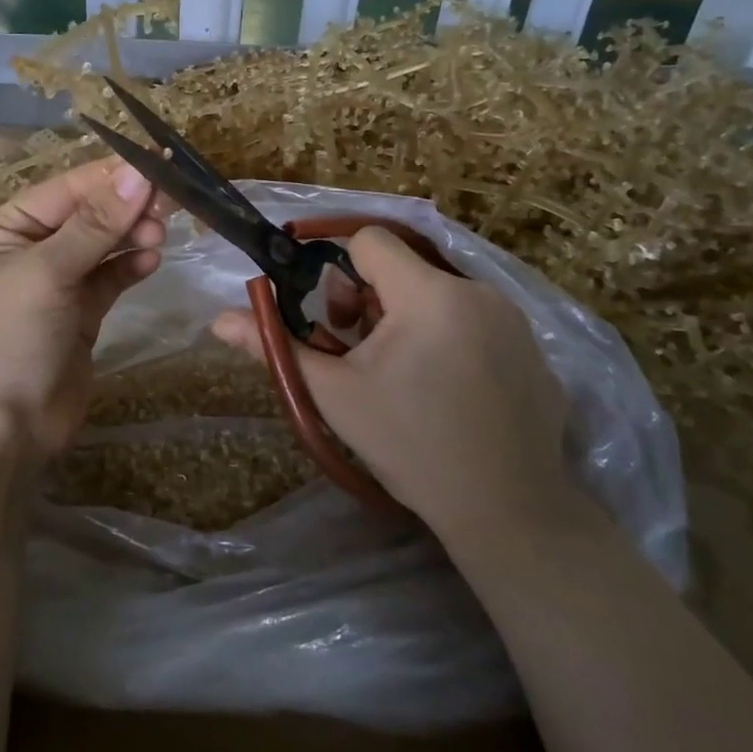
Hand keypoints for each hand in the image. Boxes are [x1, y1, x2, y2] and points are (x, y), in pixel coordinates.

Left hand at [0, 159, 166, 461]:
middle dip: (125, 206)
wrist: (1, 431)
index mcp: (6, 230)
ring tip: (160, 234)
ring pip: (103, 245)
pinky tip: (151, 260)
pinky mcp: (81, 314)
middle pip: (88, 214)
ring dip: (131, 234)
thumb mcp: (46, 273)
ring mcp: (56, 284)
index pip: (66, 189)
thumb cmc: (9, 340)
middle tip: (170, 203)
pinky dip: (130, 266)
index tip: (158, 162)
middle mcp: (30, 250)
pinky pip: (110, 278)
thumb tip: (138, 174)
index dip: (110, 175)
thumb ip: (95, 225)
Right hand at [212, 227, 570, 549]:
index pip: (369, 240)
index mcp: (428, 294)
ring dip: (407, 319)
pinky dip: (449, 339)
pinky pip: (475, 320)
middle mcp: (478, 291)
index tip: (334, 319)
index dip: (339, 271)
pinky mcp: (533, 347)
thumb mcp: (335, 396)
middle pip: (403, 268)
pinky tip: (449, 392)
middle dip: (370, 300)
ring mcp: (513, 320)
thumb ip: (276, 347)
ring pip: (438, 293)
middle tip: (361, 354)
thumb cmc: (411, 446)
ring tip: (403, 376)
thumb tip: (219, 321)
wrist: (508, 511)